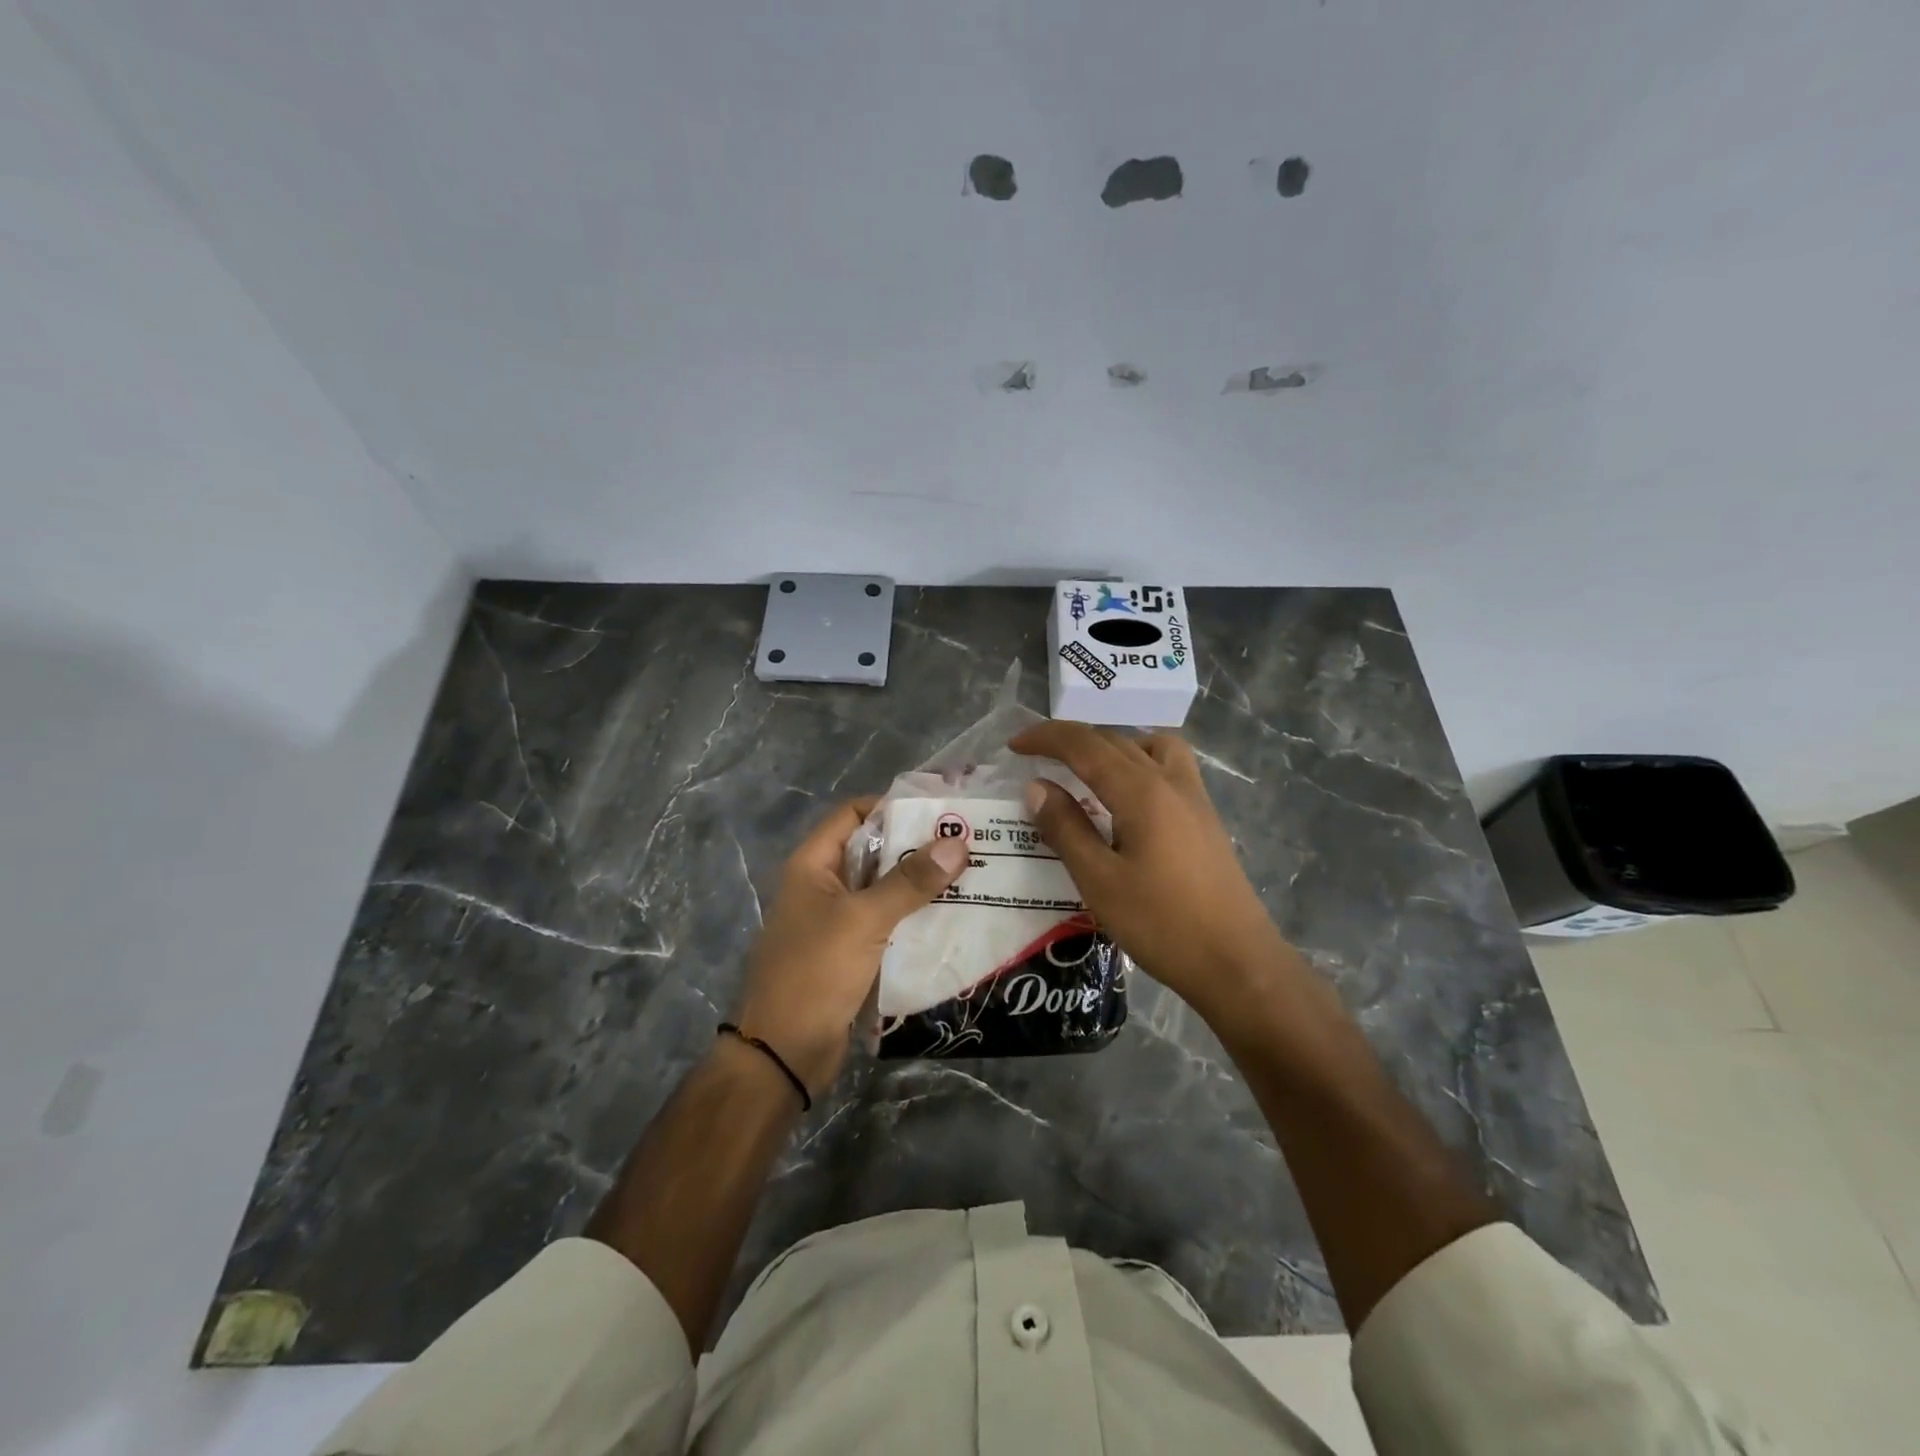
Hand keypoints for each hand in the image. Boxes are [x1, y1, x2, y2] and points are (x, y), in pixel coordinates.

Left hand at [733, 797, 968, 1096]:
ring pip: (883, 890)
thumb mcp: (864, 920)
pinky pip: (886, 923)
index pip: (853, 814)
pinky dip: (913, 917)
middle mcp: (823, 886)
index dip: (892, 806)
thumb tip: (957, 842)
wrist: (783, 1054)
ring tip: (969, 876)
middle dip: (915, 847)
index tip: (939, 811)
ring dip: (918, 885)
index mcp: (813, 865)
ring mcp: (836, 921)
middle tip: (966, 843)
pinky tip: (950, 918)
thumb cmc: (815, 972)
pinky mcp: (850, 953)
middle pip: (873, 851)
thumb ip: (910, 882)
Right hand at [1009, 723, 1287, 1019]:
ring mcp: (1194, 797)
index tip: (1014, 746)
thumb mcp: (1100, 881)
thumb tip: (1037, 787)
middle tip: (1036, 756)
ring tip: (1085, 769)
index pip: (1085, 745)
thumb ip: (1066, 829)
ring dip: (1111, 745)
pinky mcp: (1205, 817)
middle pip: (1115, 740)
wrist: (1238, 962)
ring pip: (1148, 746)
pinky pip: (1169, 766)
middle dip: (1071, 739)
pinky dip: (1139, 762)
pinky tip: (1127, 798)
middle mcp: (1170, 781)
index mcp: (1141, 791)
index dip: (1046, 738)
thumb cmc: (1162, 924)